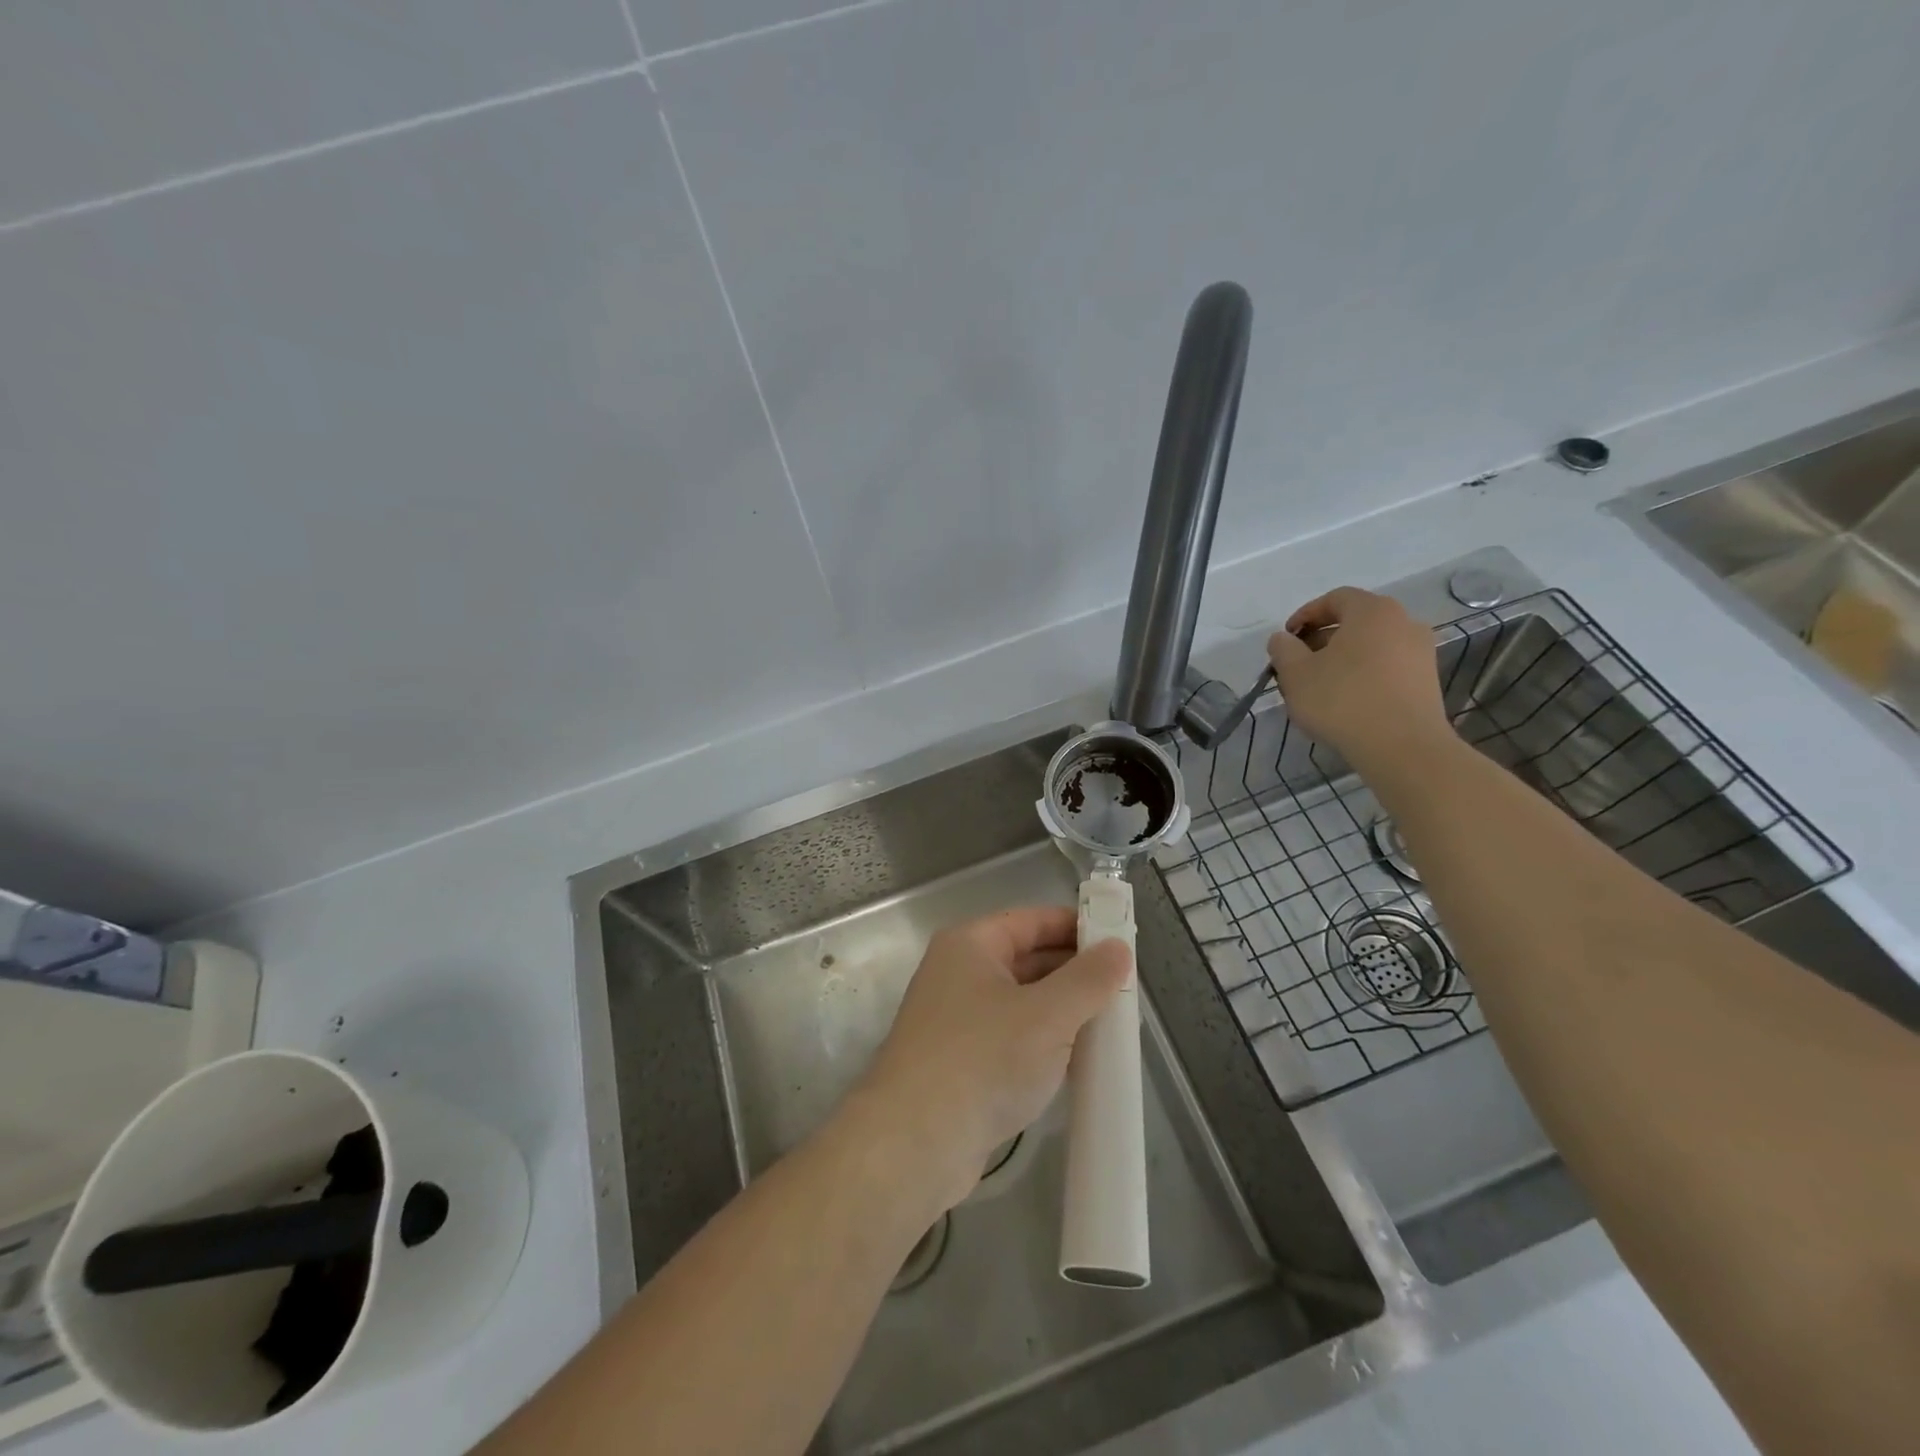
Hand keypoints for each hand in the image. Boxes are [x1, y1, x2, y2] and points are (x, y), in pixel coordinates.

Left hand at [851, 907, 1131, 1212]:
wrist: (914, 1143)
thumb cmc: (982, 1059)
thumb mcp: (1047, 1015)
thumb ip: (1088, 980)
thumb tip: (1119, 947)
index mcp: (970, 945)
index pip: (1031, 920)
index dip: (1075, 925)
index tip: (1119, 939)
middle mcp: (959, 974)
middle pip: (1027, 960)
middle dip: (1075, 973)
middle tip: (1125, 987)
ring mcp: (957, 1021)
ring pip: (1022, 1003)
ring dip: (1063, 1012)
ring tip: (1112, 1024)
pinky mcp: (961, 1063)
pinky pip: (1012, 1039)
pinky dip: (1044, 1043)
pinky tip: (1079, 1062)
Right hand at [1266, 587, 1449, 764]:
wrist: (1402, 747)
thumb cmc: (1342, 700)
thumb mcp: (1295, 674)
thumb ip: (1283, 649)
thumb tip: (1283, 639)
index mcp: (1372, 611)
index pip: (1335, 598)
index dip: (1305, 615)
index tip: (1287, 639)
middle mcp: (1404, 622)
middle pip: (1355, 621)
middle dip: (1323, 639)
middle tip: (1299, 664)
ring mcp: (1421, 652)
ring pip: (1372, 646)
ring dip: (1343, 659)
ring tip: (1320, 686)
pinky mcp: (1427, 681)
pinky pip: (1387, 667)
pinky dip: (1364, 675)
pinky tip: (1347, 701)